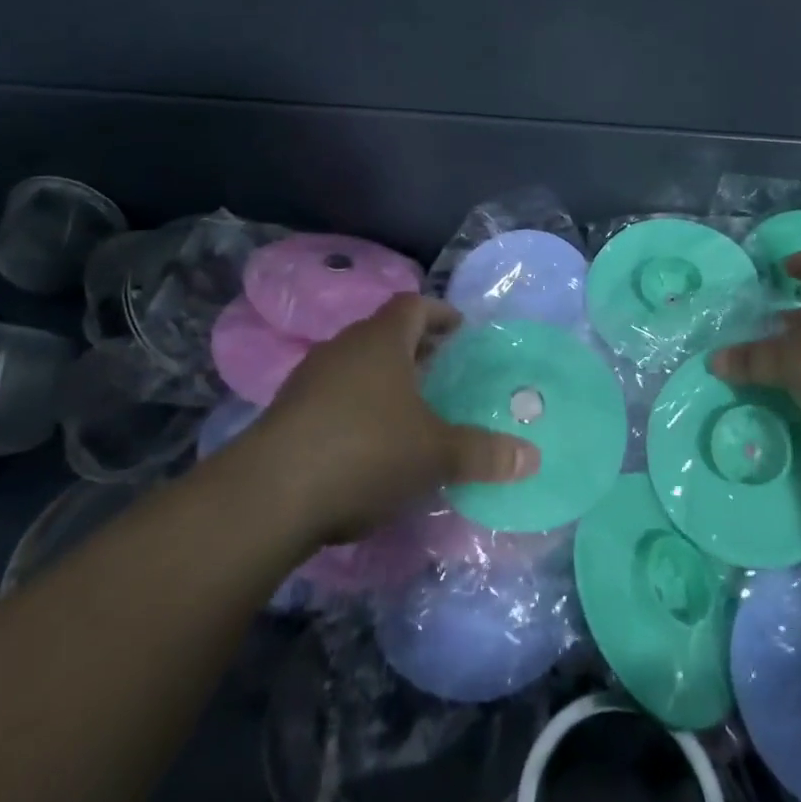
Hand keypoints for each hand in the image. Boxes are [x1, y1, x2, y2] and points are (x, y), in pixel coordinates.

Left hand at [230, 294, 540, 545]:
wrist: (268, 496)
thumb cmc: (365, 452)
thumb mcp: (434, 454)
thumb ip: (483, 453)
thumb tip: (533, 458)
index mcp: (381, 341)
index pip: (413, 306)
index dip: (439, 313)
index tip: (459, 328)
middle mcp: (343, 348)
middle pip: (383, 334)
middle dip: (414, 348)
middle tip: (440, 368)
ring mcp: (308, 380)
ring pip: (355, 366)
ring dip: (382, 379)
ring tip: (408, 407)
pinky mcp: (285, 414)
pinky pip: (331, 396)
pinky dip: (355, 407)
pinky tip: (366, 443)